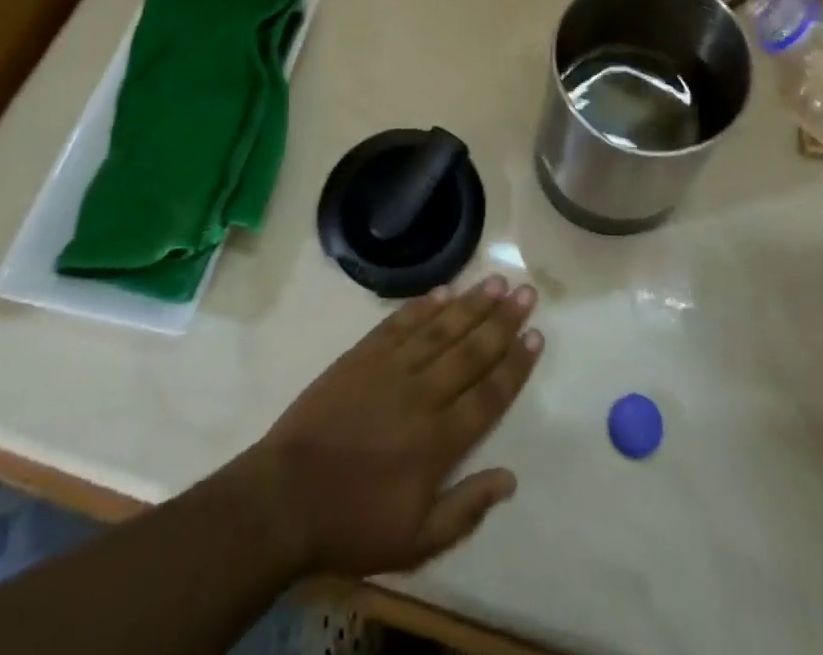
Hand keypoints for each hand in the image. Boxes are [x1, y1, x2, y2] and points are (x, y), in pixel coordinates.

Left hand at [240, 276, 543, 577]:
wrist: (285, 497)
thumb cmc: (352, 523)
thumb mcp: (414, 542)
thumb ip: (465, 510)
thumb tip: (509, 478)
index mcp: (439, 440)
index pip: (489, 393)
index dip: (516, 364)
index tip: (536, 335)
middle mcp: (422, 394)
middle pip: (471, 351)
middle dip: (503, 321)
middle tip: (526, 292)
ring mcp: (391, 369)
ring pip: (441, 328)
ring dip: (471, 304)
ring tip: (495, 281)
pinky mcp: (362, 355)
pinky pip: (400, 323)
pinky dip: (423, 306)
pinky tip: (443, 291)